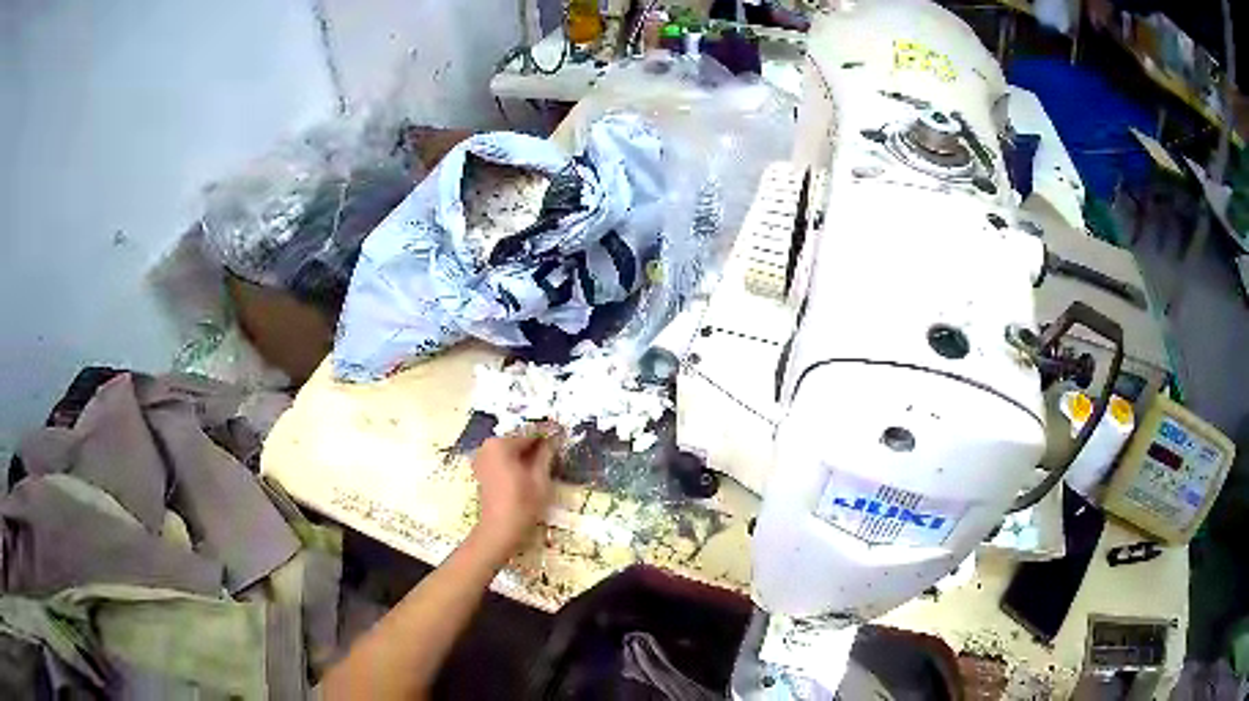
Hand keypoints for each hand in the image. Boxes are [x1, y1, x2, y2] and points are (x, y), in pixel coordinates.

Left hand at [469, 429, 559, 558]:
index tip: (563, 432)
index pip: (529, 431)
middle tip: (556, 446)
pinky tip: (530, 468)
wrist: (500, 531)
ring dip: (527, 451)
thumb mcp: (540, 478)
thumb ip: (546, 454)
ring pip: (510, 448)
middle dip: (536, 441)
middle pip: (518, 438)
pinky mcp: (482, 469)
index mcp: (500, 444)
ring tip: (546, 457)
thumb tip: (554, 437)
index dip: (547, 432)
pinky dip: (516, 459)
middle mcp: (488, 446)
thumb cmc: (522, 505)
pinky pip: (503, 457)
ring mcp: (482, 457)